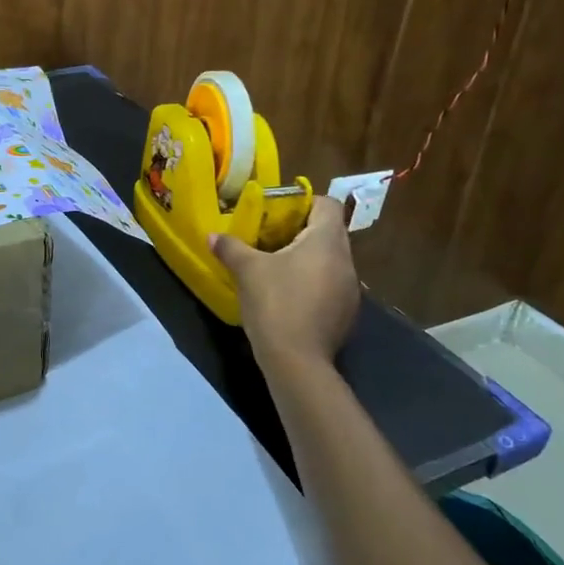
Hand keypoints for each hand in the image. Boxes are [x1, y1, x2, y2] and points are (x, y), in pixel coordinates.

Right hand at [210, 193, 360, 367]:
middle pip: (329, 233)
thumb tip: (212, 236)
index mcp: (327, 242)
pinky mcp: (347, 314)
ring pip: (330, 261)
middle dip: (301, 232)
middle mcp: (346, 261)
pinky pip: (331, 286)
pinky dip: (313, 284)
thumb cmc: (275, 304)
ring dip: (308, 260)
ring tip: (277, 268)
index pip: (328, 205)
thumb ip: (231, 248)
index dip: (305, 203)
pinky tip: (289, 298)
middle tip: (271, 238)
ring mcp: (351, 290)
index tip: (279, 212)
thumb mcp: (247, 271)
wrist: (297, 361)